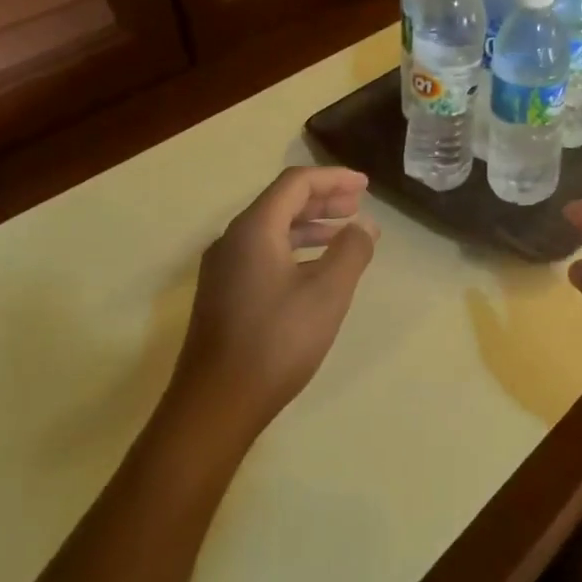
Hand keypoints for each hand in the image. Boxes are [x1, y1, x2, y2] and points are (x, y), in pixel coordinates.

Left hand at [172, 166, 378, 436]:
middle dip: (323, 199)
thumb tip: (364, 226)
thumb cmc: (277, 341)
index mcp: (254, 229)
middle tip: (358, 204)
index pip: (295, 184)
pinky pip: (263, 253)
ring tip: (344, 233)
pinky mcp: (223, 293)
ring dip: (310, 225)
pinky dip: (294, 249)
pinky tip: (314, 269)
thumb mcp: (327, 293)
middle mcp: (233, 240)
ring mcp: (223, 268)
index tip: (365, 185)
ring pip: (271, 230)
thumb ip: (350, 251)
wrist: (216, 403)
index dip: (333, 178)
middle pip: (281, 203)